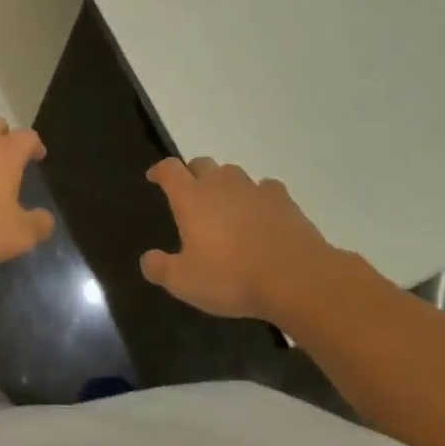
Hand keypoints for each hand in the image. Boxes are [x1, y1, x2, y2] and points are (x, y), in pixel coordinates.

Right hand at [140, 158, 352, 320]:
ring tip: (224, 203)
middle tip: (189, 193)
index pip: (170, 170)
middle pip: (201, 163)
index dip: (160, 170)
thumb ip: (160, 268)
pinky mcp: (284, 200)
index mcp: (192, 199)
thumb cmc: (232, 278)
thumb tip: (148, 259)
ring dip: (224, 182)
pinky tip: (260, 212)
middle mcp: (221, 185)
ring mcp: (255, 189)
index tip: (154, 177)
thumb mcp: (185, 282)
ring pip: (233, 173)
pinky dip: (258, 195)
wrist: (296, 278)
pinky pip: (265, 188)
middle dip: (192, 173)